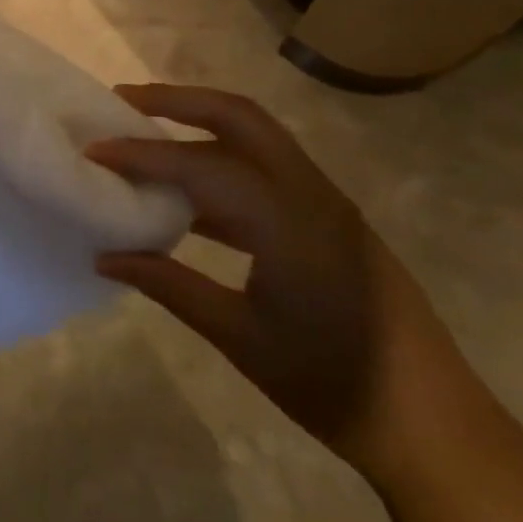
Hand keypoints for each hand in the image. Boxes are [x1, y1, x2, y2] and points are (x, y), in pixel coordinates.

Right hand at [87, 85, 462, 479]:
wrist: (429, 421)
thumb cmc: (330, 383)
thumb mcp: (239, 337)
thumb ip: (170, 285)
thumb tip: (106, 255)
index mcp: (288, 219)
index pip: (200, 165)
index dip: (141, 154)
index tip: (93, 149)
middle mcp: (309, 192)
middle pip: (238, 117)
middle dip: (178, 100)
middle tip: (122, 102)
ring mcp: (325, 201)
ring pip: (256, 136)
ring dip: (201, 123)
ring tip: (146, 129)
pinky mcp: (329, 218)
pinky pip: (266, 169)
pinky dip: (221, 161)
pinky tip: (188, 192)